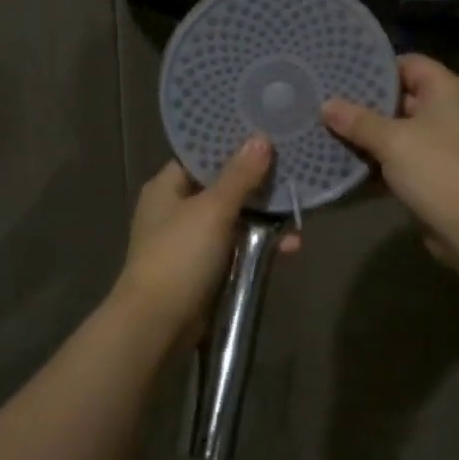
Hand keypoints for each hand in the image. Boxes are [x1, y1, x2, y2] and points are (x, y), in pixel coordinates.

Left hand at [114, 137, 301, 344]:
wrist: (158, 323)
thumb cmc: (180, 255)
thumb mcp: (213, 209)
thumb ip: (239, 175)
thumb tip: (260, 138)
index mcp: (167, 187)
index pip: (201, 156)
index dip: (232, 145)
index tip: (268, 136)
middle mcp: (176, 210)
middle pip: (222, 187)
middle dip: (257, 185)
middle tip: (293, 171)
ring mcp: (190, 241)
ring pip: (234, 219)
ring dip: (265, 218)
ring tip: (299, 213)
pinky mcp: (205, 269)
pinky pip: (237, 248)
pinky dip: (260, 246)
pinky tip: (290, 247)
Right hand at [321, 55, 458, 261]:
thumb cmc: (437, 169)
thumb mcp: (392, 140)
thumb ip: (357, 121)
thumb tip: (326, 105)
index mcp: (446, 90)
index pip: (408, 63)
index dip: (376, 67)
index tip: (340, 73)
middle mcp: (447, 111)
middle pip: (400, 97)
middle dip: (364, 103)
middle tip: (325, 102)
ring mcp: (441, 143)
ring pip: (397, 130)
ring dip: (367, 135)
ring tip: (326, 130)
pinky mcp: (433, 172)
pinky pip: (400, 158)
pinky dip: (377, 161)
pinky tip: (344, 163)